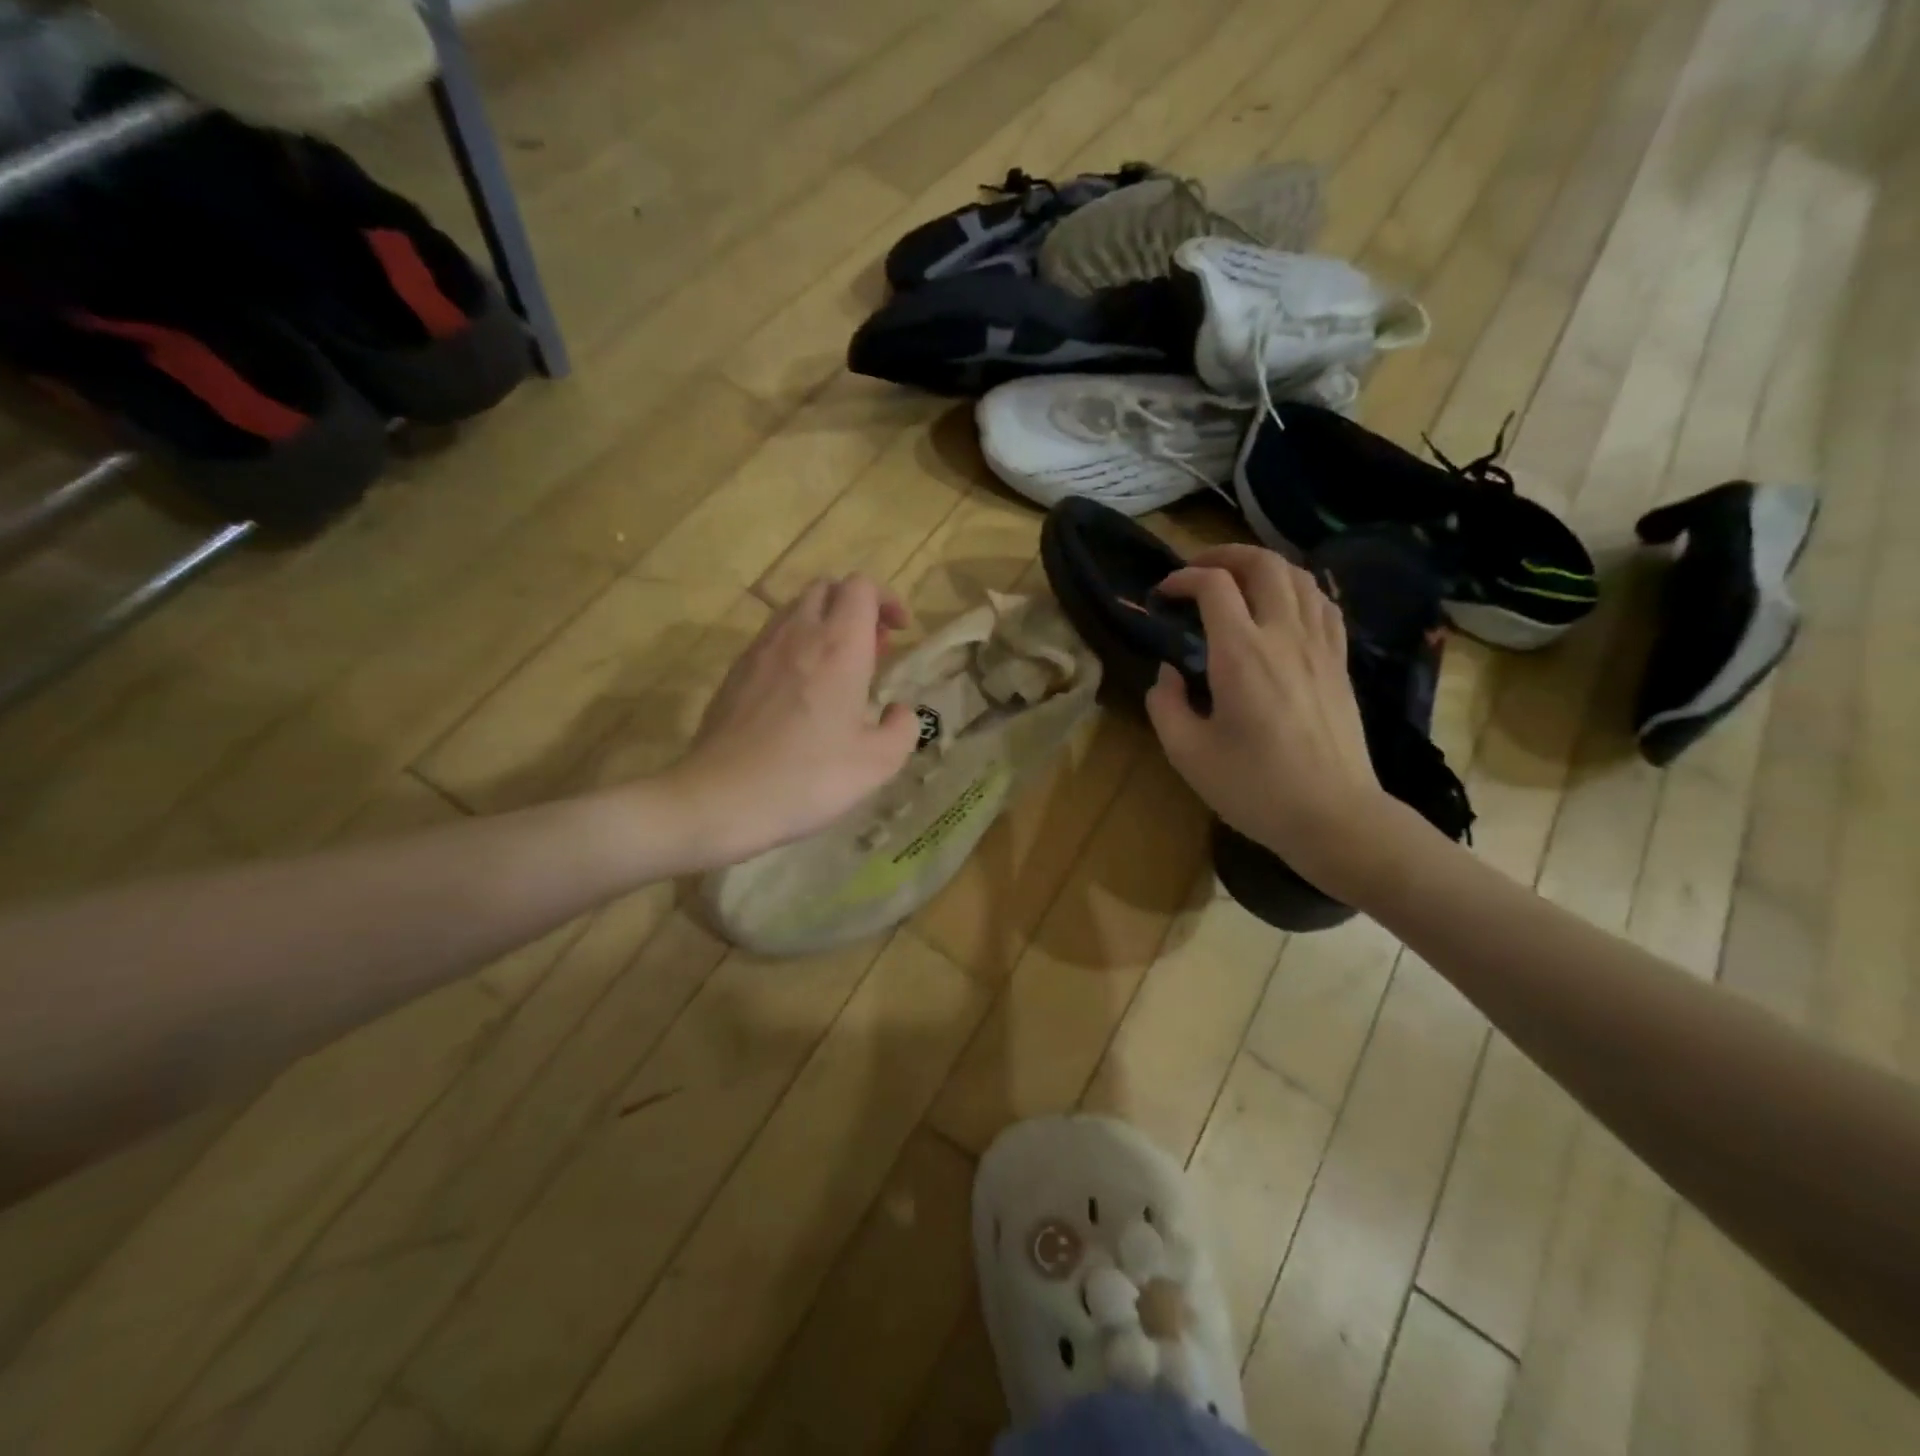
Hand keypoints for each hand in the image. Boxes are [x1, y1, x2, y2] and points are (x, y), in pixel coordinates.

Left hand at [663, 576, 921, 868]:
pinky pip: (772, 638)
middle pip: (826, 588)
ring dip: (823, 624)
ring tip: (836, 670)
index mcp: (839, 646)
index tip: (897, 632)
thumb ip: (903, 728)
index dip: (885, 600)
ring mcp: (760, 649)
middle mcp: (798, 633)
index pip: (860, 587)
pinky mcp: (735, 671)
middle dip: (854, 607)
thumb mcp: (878, 763)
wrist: (722, 796)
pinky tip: (799, 692)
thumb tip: (899, 710)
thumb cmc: (808, 777)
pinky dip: (794, 646)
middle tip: (870, 649)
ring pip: (795, 609)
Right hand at [1146, 544, 1401, 901]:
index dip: (1183, 578)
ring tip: (1238, 581)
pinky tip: (1285, 606)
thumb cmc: (1254, 788)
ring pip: (1299, 577)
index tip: (1163, 594)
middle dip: (1224, 555)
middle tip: (1197, 571)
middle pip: (1263, 564)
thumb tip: (1169, 673)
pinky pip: (1324, 605)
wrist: (1333, 815)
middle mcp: (1284, 635)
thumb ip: (1165, 704)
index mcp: (1241, 653)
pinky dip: (1299, 590)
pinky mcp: (1340, 663)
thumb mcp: (1187, 753)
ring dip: (1263, 566)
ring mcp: (1320, 646)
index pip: (1214, 585)